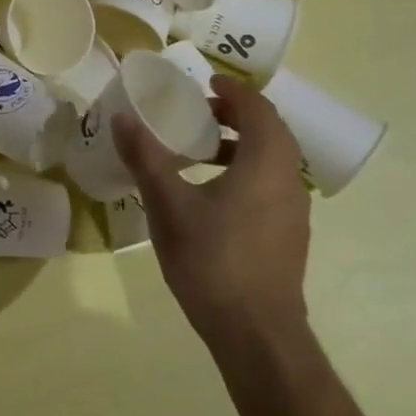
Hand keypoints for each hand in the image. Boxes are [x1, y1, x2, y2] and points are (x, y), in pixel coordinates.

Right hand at [113, 73, 312, 350]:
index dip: (233, 90)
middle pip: (269, 132)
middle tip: (197, 112)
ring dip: (238, 144)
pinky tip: (209, 194)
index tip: (205, 82)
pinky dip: (244, 171)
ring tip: (197, 152)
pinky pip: (270, 184)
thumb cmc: (212, 260)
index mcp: (266, 164)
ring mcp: (293, 211)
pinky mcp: (289, 235)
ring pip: (271, 160)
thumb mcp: (168, 205)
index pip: (259, 109)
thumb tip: (123, 118)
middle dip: (235, 115)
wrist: (256, 334)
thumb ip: (146, 157)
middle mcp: (288, 180)